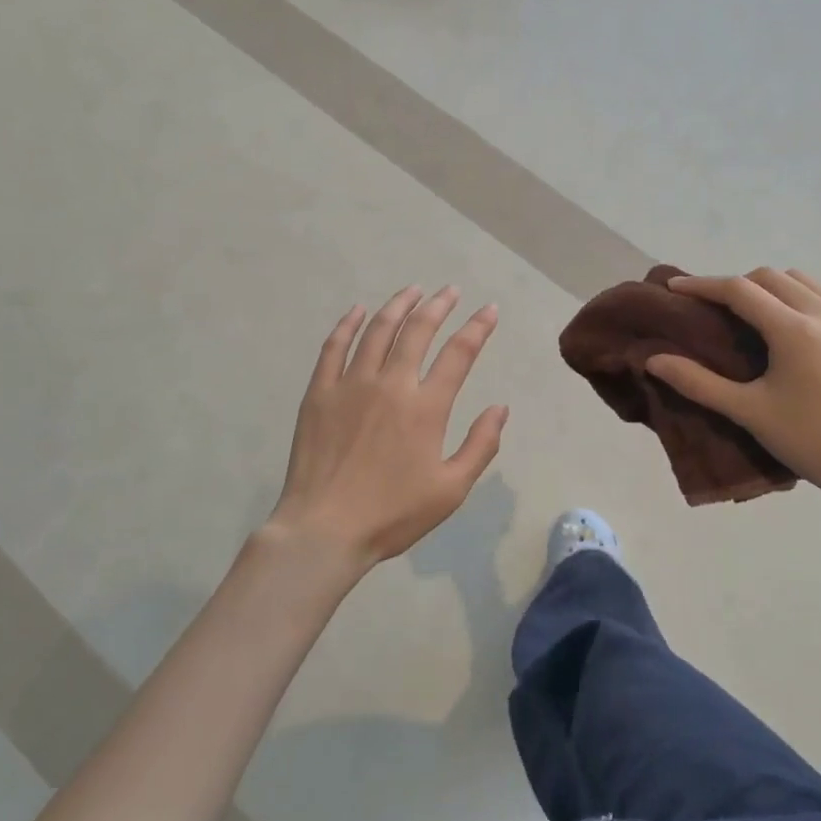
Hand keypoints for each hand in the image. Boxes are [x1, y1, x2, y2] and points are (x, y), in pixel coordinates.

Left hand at [268, 286, 507, 568]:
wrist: (324, 529)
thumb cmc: (392, 514)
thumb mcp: (450, 490)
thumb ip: (481, 446)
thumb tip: (500, 408)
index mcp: (425, 407)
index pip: (459, 353)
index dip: (477, 327)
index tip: (489, 309)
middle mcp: (391, 384)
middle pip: (418, 331)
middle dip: (439, 305)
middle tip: (450, 291)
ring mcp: (351, 384)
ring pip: (377, 330)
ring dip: (398, 306)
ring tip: (413, 290)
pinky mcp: (320, 392)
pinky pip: (334, 347)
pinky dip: (348, 324)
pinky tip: (358, 310)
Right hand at [646, 269, 820, 508]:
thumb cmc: (809, 441)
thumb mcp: (748, 412)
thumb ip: (697, 382)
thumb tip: (653, 360)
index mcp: (794, 330)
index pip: (739, 290)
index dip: (703, 285)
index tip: (676, 287)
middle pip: (770, 277)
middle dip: (736, 285)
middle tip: (714, 307)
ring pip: (803, 280)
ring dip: (772, 287)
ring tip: (755, 313)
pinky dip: (806, 297)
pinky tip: (799, 324)